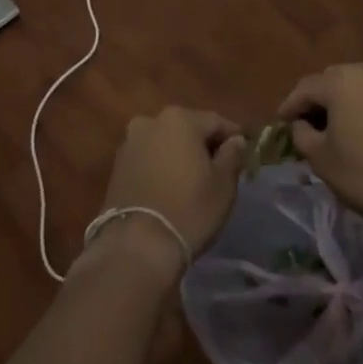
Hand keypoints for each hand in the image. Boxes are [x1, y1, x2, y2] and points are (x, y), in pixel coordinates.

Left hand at [93, 107, 245, 274]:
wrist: (137, 245)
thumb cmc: (189, 209)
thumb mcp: (224, 183)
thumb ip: (233, 154)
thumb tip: (235, 140)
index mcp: (180, 119)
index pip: (216, 122)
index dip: (234, 137)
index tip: (245, 153)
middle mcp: (150, 121)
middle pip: (187, 128)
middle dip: (204, 145)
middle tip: (220, 168)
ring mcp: (130, 143)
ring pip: (165, 143)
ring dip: (180, 155)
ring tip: (194, 180)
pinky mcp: (117, 166)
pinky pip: (148, 158)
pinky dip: (161, 166)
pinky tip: (170, 187)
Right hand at [278, 61, 362, 226]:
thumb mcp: (321, 159)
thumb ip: (302, 134)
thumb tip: (301, 125)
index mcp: (341, 80)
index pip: (305, 88)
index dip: (289, 107)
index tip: (280, 124)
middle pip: (332, 82)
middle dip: (318, 102)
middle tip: (306, 126)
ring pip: (358, 87)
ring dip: (344, 103)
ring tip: (336, 127)